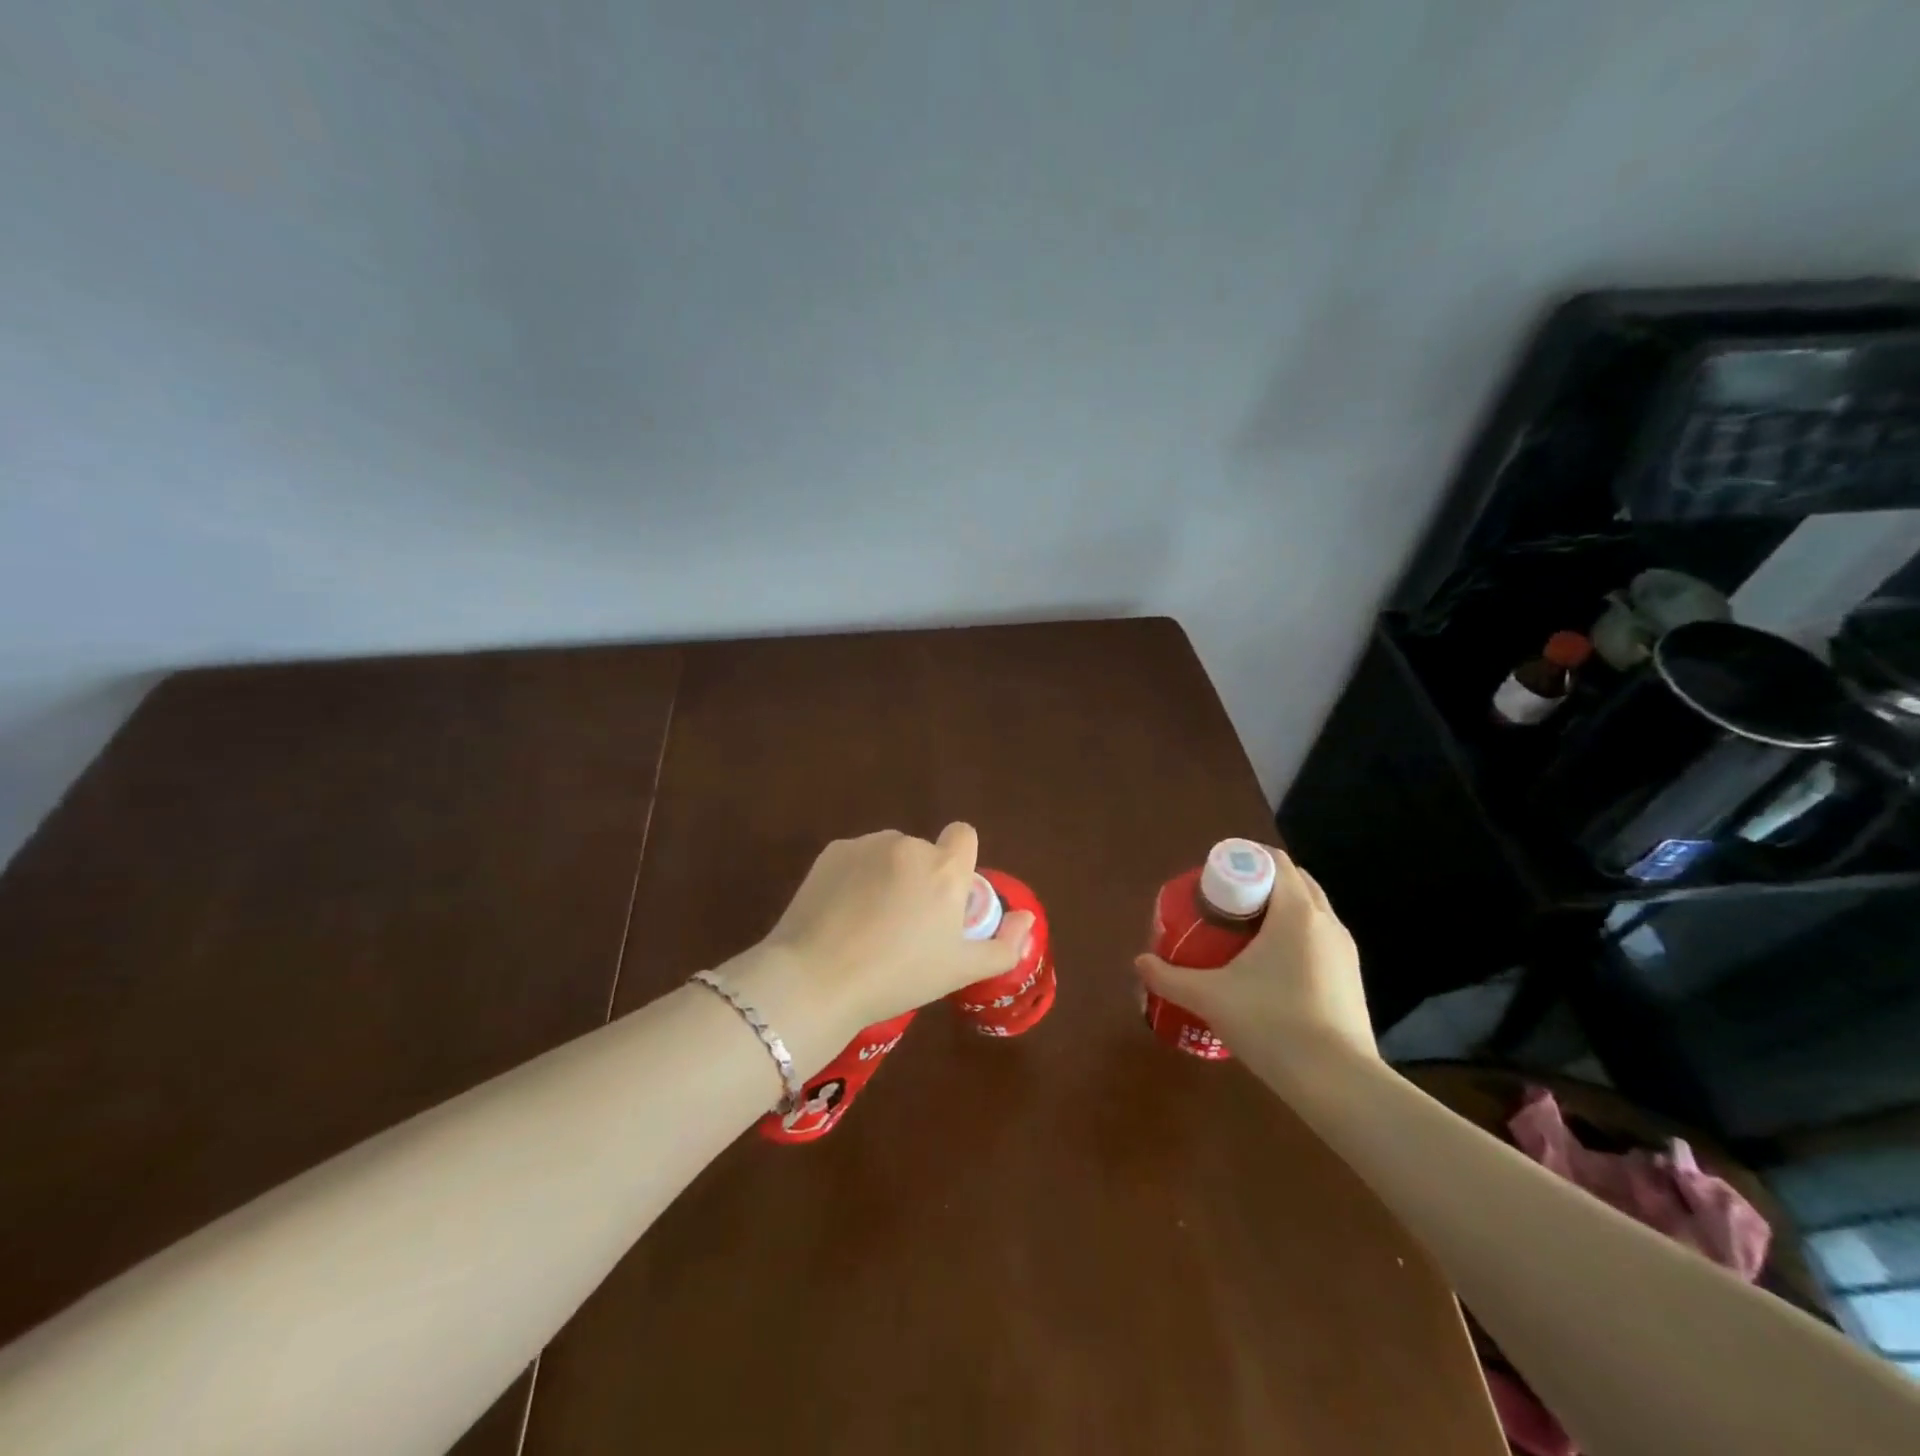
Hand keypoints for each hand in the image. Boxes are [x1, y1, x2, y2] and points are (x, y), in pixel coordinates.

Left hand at [752, 824, 1034, 1043]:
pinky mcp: (831, 852)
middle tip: (905, 924)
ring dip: (888, 874)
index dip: (960, 861)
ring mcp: (866, 845)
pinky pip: (856, 858)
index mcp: (944, 869)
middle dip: (920, 877)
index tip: (945, 898)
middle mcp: (908, 846)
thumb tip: (1027, 920)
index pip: (964, 834)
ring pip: (888, 853)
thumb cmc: (898, 977)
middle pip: (924, 851)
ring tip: (868, 922)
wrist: (817, 979)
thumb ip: (1004, 945)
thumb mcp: (960, 971)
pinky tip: (841, 914)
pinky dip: (855, 877)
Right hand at [1134, 847, 1375, 1062]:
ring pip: (1310, 912)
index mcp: (1296, 912)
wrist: (1338, 1083)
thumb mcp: (1210, 998)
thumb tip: (1140, 962)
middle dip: (1260, 883)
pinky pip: (1319, 940)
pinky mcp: (1351, 980)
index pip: (1274, 861)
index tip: (1214, 878)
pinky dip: (1295, 938)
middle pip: (1294, 882)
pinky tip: (1270, 969)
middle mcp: (1326, 922)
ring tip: (1243, 934)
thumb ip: (1169, 977)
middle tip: (1224, 903)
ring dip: (1280, 911)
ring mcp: (1344, 952)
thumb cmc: (1272, 1023)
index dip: (1243, 860)